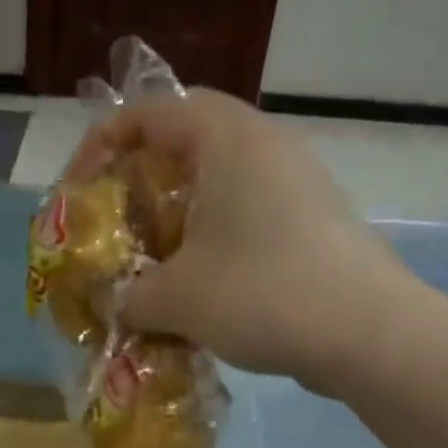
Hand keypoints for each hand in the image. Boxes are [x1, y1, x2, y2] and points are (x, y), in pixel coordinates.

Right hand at [69, 90, 418, 391]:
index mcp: (227, 139)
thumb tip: (116, 305)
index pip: (149, 112)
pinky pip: (245, 214)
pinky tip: (198, 287)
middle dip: (138, 184)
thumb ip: (128, 296)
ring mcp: (295, 183)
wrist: (368, 335)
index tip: (79, 191)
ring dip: (174, 218)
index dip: (101, 145)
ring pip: (216, 184)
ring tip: (149, 262)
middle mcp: (265, 146)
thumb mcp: (175, 297)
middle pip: (183, 145)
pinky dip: (210, 239)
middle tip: (113, 227)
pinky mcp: (312, 221)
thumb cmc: (261, 293)